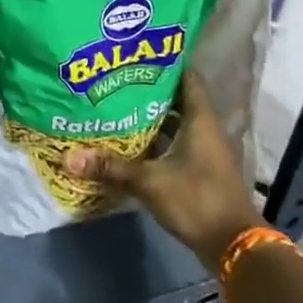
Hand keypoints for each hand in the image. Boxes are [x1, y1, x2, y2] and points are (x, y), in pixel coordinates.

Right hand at [64, 65, 262, 270]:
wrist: (234, 246)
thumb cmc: (197, 200)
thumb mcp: (149, 182)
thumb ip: (111, 167)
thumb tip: (68, 157)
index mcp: (201, 121)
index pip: (188, 79)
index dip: (166, 65)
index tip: (138, 55)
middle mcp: (206, 131)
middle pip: (178, 101)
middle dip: (149, 92)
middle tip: (116, 81)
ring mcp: (205, 153)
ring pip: (176, 125)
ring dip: (152, 119)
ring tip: (117, 108)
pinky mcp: (200, 172)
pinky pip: (175, 146)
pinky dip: (156, 143)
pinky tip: (131, 144)